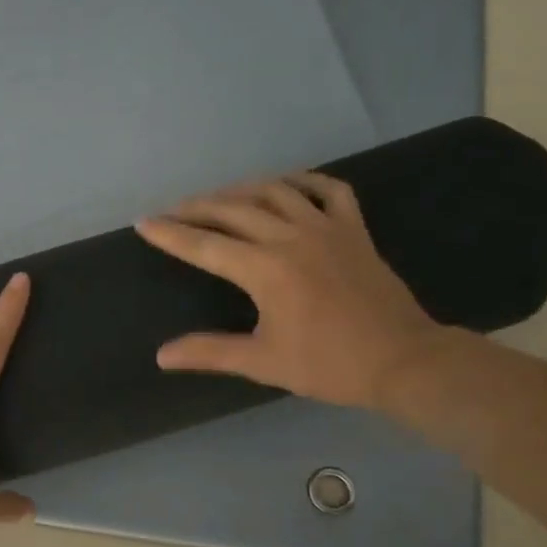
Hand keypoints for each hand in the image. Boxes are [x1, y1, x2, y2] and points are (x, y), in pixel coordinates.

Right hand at [135, 173, 443, 409]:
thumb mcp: (262, 362)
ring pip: (275, 191)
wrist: (403, 361)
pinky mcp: (354, 229)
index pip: (205, 245)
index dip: (170, 234)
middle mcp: (291, 237)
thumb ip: (210, 352)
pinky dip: (304, 181)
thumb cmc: (329, 365)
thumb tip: (162, 356)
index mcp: (266, 269)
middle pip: (233, 210)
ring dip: (240, 190)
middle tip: (172, 210)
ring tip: (218, 198)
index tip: (143, 222)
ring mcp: (327, 227)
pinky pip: (328, 190)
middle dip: (197, 207)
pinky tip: (286, 185)